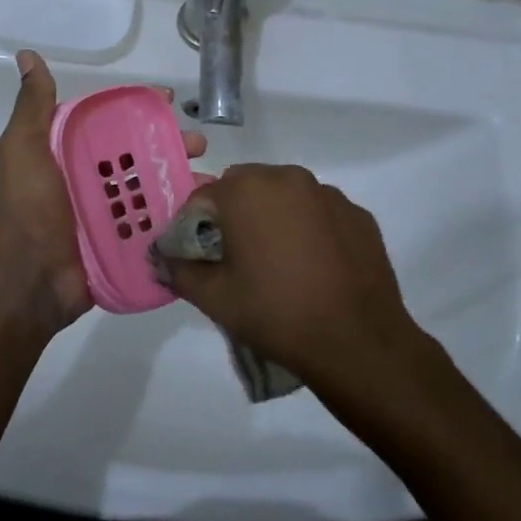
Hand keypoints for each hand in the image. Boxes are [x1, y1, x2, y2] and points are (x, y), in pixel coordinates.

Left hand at [0, 50, 206, 339]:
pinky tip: (207, 210)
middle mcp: (92, 180)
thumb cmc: (30, 206)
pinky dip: (181, 215)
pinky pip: (157, 223)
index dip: (140, 109)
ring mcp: (111, 213)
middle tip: (199, 143)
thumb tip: (27, 56)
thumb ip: (33, 106)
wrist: (32, 276)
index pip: (112, 122)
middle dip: (171, 144)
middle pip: (140, 154)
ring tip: (210, 179)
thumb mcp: (24, 148)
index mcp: (70, 154)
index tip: (169, 100)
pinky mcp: (125, 242)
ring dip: (182, 178)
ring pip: (154, 188)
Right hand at [160, 165, 447, 410]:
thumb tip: (161, 259)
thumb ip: (179, 270)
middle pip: (245, 188)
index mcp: (248, 189)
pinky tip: (313, 267)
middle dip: (233, 216)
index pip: (202, 197)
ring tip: (277, 264)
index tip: (197, 257)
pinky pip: (319, 213)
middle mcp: (289, 178)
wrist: (358, 342)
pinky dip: (309, 229)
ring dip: (273, 218)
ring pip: (285, 197)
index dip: (193, 226)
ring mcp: (329, 194)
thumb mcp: (214, 298)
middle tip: (235, 259)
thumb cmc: (276, 313)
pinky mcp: (359, 215)